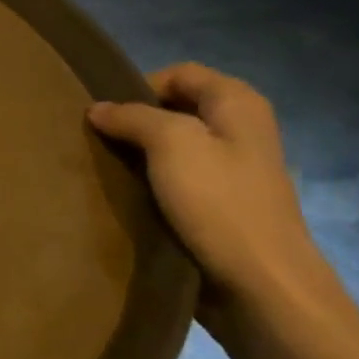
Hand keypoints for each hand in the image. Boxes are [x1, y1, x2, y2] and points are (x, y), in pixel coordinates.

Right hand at [89, 64, 340, 321]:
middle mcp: (240, 130)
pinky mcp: (221, 207)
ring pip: (172, 148)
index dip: (140, 87)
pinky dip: (151, 185)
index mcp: (238, 103)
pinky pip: (177, 182)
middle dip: (135, 123)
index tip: (107, 116)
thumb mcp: (171, 144)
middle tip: (99, 143)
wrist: (261, 285)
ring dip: (139, 157)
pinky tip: (129, 198)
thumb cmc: (220, 203)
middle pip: (175, 110)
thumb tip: (98, 108)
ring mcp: (233, 171)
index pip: (179, 73)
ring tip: (107, 171)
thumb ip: (132, 117)